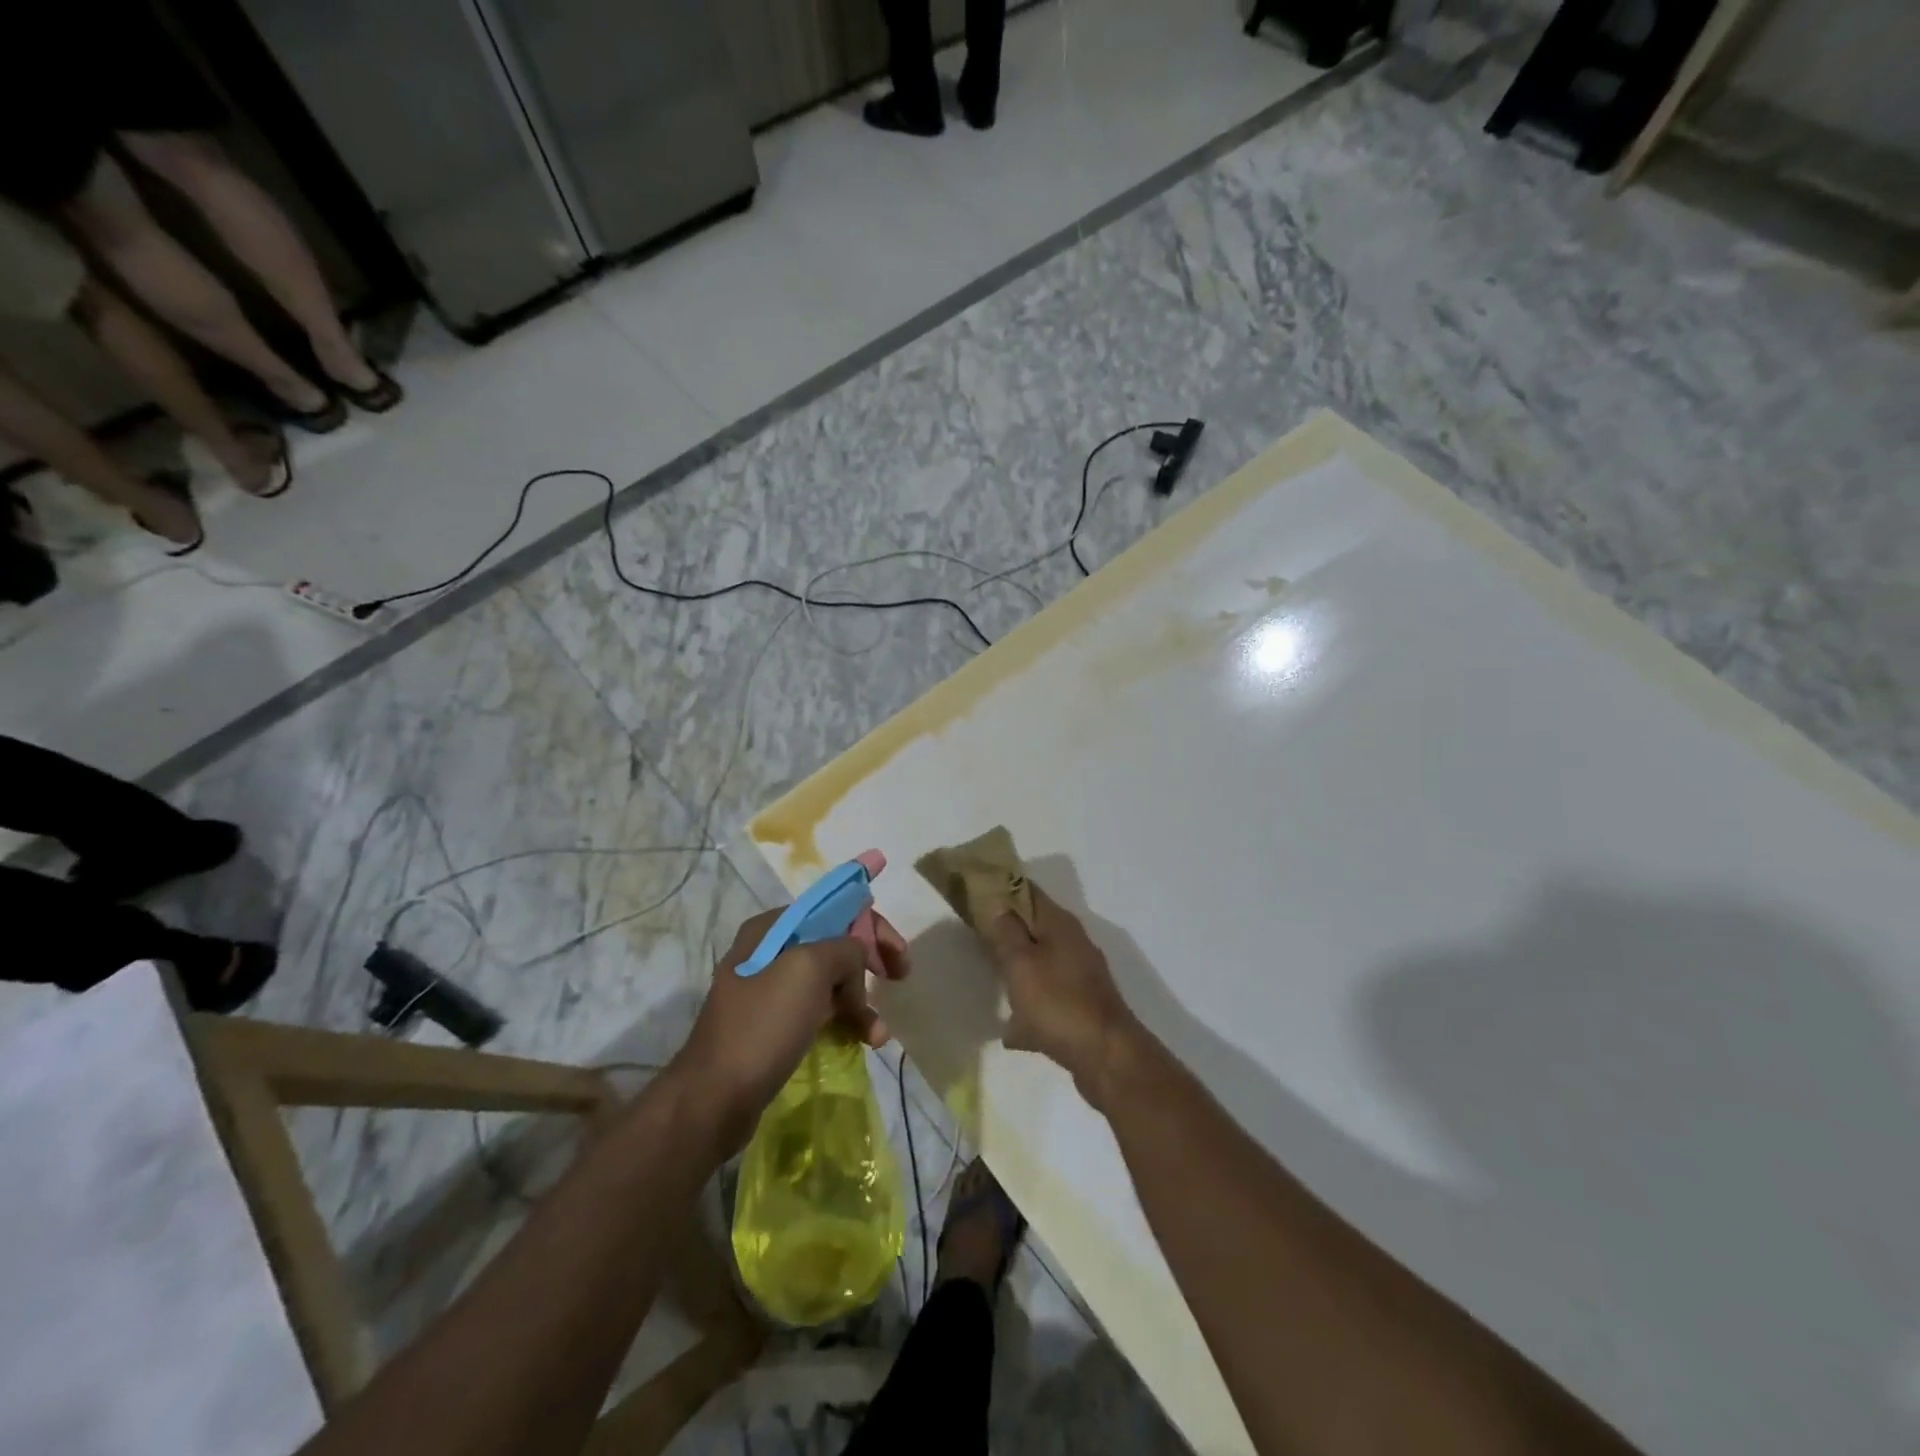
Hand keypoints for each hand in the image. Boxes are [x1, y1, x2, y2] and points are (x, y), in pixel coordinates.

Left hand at [673, 904, 910, 1146]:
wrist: (715, 1098)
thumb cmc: (763, 1024)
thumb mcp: (809, 968)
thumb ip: (844, 948)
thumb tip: (855, 961)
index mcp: (771, 929)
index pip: (832, 910)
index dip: (871, 924)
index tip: (898, 952)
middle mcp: (769, 953)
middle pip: (834, 945)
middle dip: (869, 961)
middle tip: (900, 977)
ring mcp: (769, 992)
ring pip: (830, 983)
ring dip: (860, 1001)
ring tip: (878, 1033)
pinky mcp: (773, 1027)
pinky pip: (819, 1013)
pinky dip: (844, 1022)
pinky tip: (864, 1042)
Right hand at [984, 884, 1141, 1107]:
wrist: (1106, 1057)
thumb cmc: (1058, 1003)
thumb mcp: (1021, 964)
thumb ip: (1006, 932)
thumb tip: (998, 903)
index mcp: (1060, 925)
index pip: (1028, 891)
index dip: (1001, 888)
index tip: (973, 892)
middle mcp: (1074, 944)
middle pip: (1034, 927)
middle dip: (1006, 930)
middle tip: (974, 936)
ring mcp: (1080, 976)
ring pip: (1040, 963)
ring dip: (1018, 970)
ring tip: (989, 980)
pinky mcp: (1082, 1006)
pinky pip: (1048, 999)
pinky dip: (1030, 1009)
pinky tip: (1012, 1031)